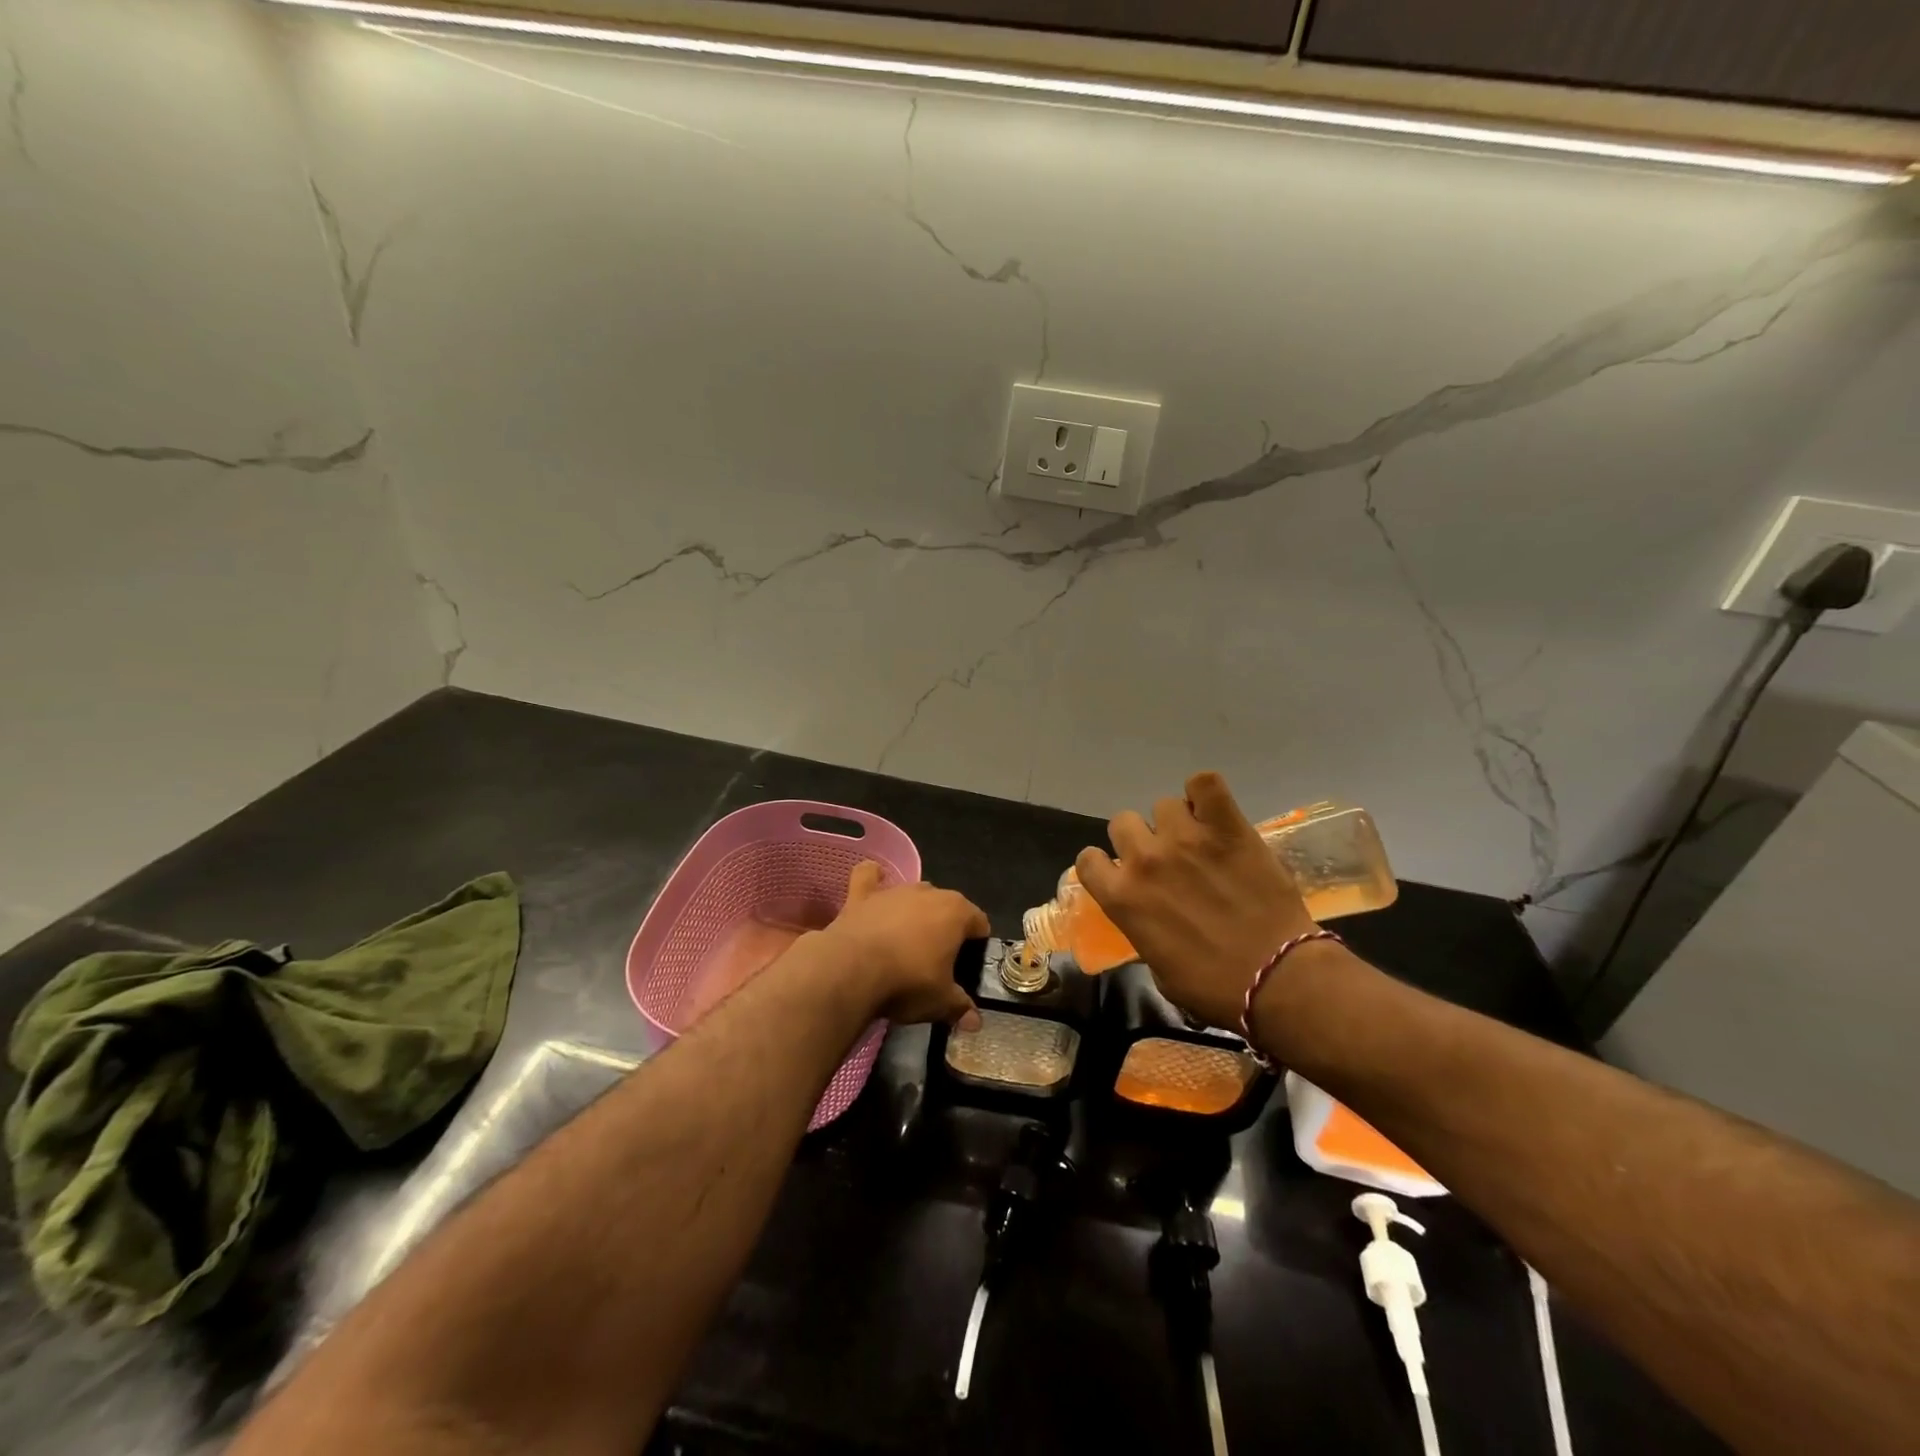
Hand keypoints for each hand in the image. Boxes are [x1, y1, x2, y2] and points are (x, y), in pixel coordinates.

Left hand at [817, 863, 986, 1029]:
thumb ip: (960, 1007)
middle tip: (937, 960)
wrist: (852, 970)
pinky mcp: (863, 895)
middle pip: (946, 906)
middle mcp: (928, 892)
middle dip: (945, 928)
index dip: (977, 943)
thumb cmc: (907, 982)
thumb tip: (975, 1022)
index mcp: (956, 913)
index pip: (979, 921)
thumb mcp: (940, 1002)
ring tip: (906, 942)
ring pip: (913, 895)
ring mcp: (894, 891)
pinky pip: (869, 877)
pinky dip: (873, 879)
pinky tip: (875, 884)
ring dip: (914, 912)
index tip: (968, 965)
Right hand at [1075, 772, 1318, 1030]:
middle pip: (1123, 822)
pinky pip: (1204, 783)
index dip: (1104, 865)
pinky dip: (1205, 793)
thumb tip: (1148, 917)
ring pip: (1163, 804)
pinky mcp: (1226, 826)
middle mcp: (1145, 860)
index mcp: (1122, 898)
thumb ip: (1142, 929)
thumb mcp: (1159, 969)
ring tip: (1200, 840)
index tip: (1122, 873)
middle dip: (1140, 839)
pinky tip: (1214, 813)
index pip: (1088, 859)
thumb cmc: (1215, 988)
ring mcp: (1185, 838)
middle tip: (1167, 859)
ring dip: (1177, 821)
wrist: (1277, 978)